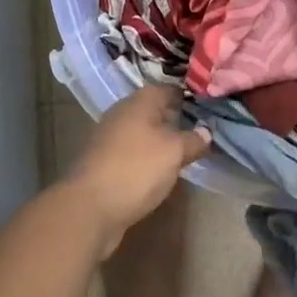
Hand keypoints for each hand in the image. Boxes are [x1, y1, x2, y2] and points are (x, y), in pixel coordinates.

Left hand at [65, 85, 209, 255]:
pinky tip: (159, 171)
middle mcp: (121, 114)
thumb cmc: (136, 169)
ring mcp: (109, 139)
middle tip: (200, 131)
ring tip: (184, 152)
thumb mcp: (174, 152)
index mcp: (139, 102)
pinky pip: (132, 153)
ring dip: (160, 141)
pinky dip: (146, 158)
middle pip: (153, 110)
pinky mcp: (102, 163)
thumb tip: (206, 131)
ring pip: (142, 132)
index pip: (168, 89)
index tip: (208, 106)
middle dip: (175, 119)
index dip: (188, 96)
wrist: (88, 208)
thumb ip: (192, 140)